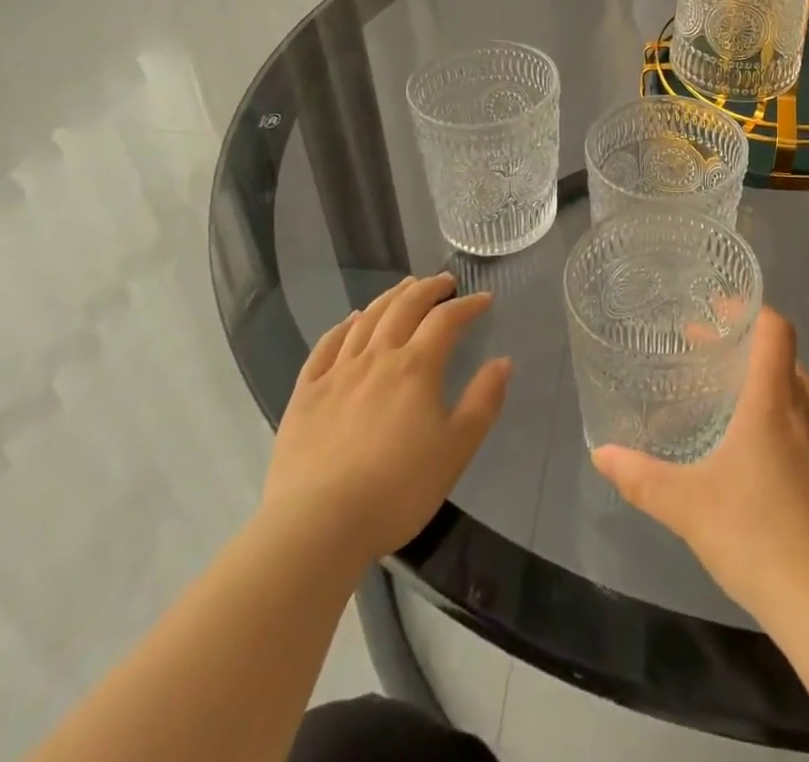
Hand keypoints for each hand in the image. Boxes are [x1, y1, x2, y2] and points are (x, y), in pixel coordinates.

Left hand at [262, 273, 510, 561]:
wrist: (316, 527)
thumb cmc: (398, 489)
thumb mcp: (456, 449)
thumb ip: (483, 401)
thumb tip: (503, 362)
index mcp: (416, 367)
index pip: (446, 319)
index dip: (467, 305)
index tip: (484, 300)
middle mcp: (377, 358)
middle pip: (404, 307)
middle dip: (428, 289)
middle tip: (444, 281)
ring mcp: (336, 374)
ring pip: (366, 320)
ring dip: (389, 298)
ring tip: (404, 288)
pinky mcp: (304, 395)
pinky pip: (325, 347)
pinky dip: (343, 326)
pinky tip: (351, 321)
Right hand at [592, 309, 808, 621]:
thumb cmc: (756, 533)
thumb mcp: (687, 504)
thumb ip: (641, 477)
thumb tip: (601, 453)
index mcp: (774, 399)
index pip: (775, 329)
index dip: (749, 310)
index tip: (716, 310)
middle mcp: (805, 407)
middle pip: (781, 354)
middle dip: (745, 346)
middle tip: (706, 354)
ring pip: (795, 387)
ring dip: (763, 379)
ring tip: (726, 395)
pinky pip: (805, 418)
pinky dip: (778, 410)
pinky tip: (753, 445)